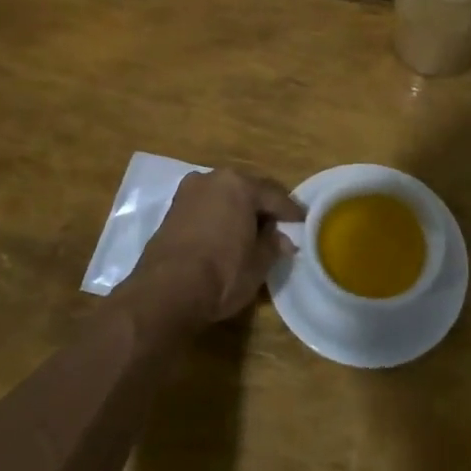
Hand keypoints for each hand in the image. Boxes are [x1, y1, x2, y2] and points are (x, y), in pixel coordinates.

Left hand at [130, 168, 304, 326]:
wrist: (167, 291)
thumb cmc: (222, 272)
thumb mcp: (258, 263)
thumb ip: (273, 245)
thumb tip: (283, 240)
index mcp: (238, 185)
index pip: (274, 195)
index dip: (291, 211)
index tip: (303, 222)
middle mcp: (212, 179)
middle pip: (246, 191)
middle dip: (262, 208)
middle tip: (278, 226)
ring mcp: (187, 193)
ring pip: (222, 198)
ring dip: (237, 212)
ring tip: (251, 232)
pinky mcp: (171, 212)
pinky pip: (205, 209)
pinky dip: (218, 218)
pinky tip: (225, 236)